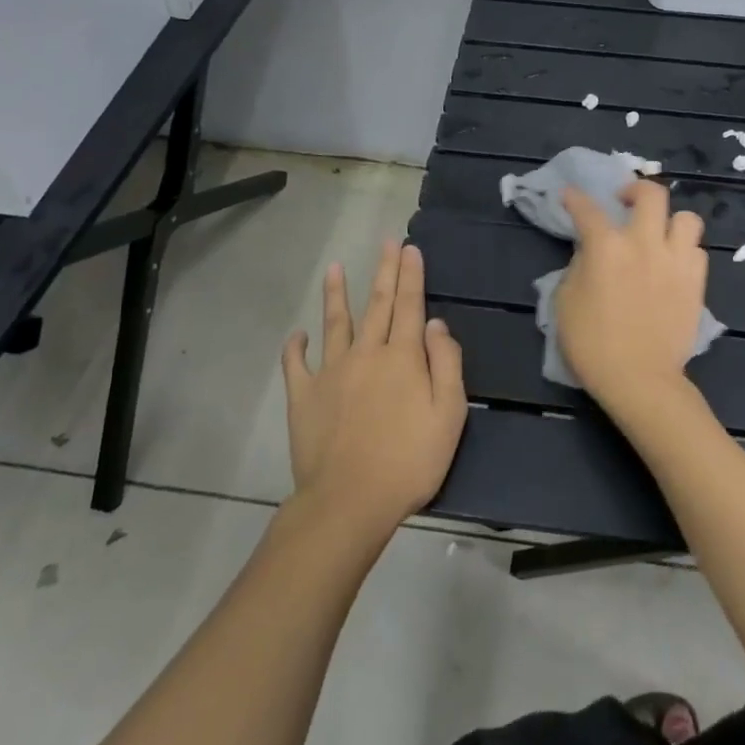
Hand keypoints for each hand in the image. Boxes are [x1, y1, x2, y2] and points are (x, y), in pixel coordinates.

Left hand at [282, 241, 467, 537]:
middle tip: (386, 243)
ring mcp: (330, 372)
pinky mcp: (303, 396)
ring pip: (335, 323)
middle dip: (384, 271)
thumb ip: (446, 364)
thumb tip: (435, 324)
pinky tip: (297, 334)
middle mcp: (366, 353)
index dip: (411, 275)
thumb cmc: (409, 461)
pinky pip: (296, 364)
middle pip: (377, 304)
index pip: (410, 305)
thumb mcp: (448, 415)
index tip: (410, 248)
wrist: (349, 500)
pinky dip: (296, 346)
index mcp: (402, 357)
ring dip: (336, 294)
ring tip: (334, 267)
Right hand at [556, 181, 707, 412]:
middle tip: (625, 202)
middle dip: (635, 189)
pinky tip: (673, 264)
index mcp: (606, 246)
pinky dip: (684, 251)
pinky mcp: (696, 282)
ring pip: (686, 218)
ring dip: (670, 220)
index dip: (575, 198)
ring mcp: (676, 261)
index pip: (587, 209)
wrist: (640, 379)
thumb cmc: (592, 344)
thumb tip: (590, 253)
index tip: (570, 196)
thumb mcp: (565, 302)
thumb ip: (578, 267)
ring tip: (659, 233)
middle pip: (651, 194)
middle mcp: (644, 243)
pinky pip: (697, 251)